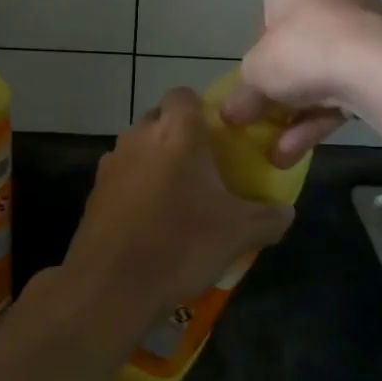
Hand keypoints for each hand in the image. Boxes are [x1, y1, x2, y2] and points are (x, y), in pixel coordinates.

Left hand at [64, 88, 293, 326]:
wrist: (112, 286)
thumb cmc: (182, 245)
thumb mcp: (239, 233)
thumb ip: (269, 217)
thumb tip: (286, 211)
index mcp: (176, 133)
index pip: (184, 95)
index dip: (201, 109)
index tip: (218, 136)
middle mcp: (140, 137)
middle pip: (161, 119)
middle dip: (180, 136)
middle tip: (204, 168)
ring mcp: (112, 163)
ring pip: (140, 147)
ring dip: (156, 162)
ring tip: (178, 197)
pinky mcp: (95, 191)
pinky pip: (123, 176)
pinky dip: (136, 188)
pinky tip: (151, 221)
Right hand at [223, 0, 381, 166]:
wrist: (378, 65)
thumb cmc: (301, 50)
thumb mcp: (256, 75)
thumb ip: (242, 94)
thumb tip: (229, 113)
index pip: (271, 5)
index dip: (261, 44)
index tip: (259, 73)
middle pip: (302, 39)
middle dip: (286, 83)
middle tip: (269, 116)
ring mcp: (366, 18)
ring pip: (327, 66)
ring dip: (302, 111)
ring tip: (281, 152)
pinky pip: (351, 81)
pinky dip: (328, 114)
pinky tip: (302, 151)